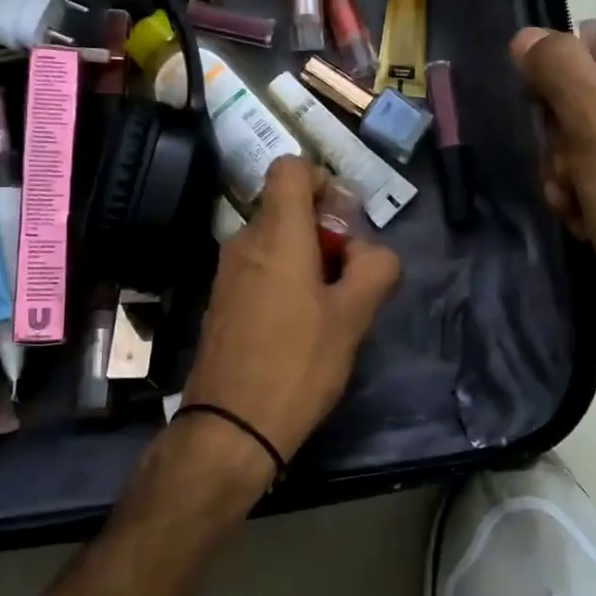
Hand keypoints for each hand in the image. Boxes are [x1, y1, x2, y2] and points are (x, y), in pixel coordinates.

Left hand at [180, 157, 401, 484]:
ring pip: (274, 242)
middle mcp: (244, 242)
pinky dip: (283, 280)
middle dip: (324, 230)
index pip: (290, 168)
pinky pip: (258, 270)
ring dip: (306, 259)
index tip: (344, 219)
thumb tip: (370, 252)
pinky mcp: (220, 302)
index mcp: (276, 234)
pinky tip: (299, 326)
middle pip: (286, 208)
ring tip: (330, 307)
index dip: (322, 179)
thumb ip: (375, 269)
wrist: (230, 427)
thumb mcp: (354, 316)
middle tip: (350, 274)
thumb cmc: (298, 363)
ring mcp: (226, 273)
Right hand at [513, 22, 595, 359]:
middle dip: (564, 132)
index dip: (570, 64)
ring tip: (579, 200)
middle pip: (587, 90)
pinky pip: (590, 173)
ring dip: (565, 169)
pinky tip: (584, 220)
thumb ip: (558, 70)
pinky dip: (578, 195)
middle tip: (572, 162)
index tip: (550, 101)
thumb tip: (526, 36)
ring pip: (579, 136)